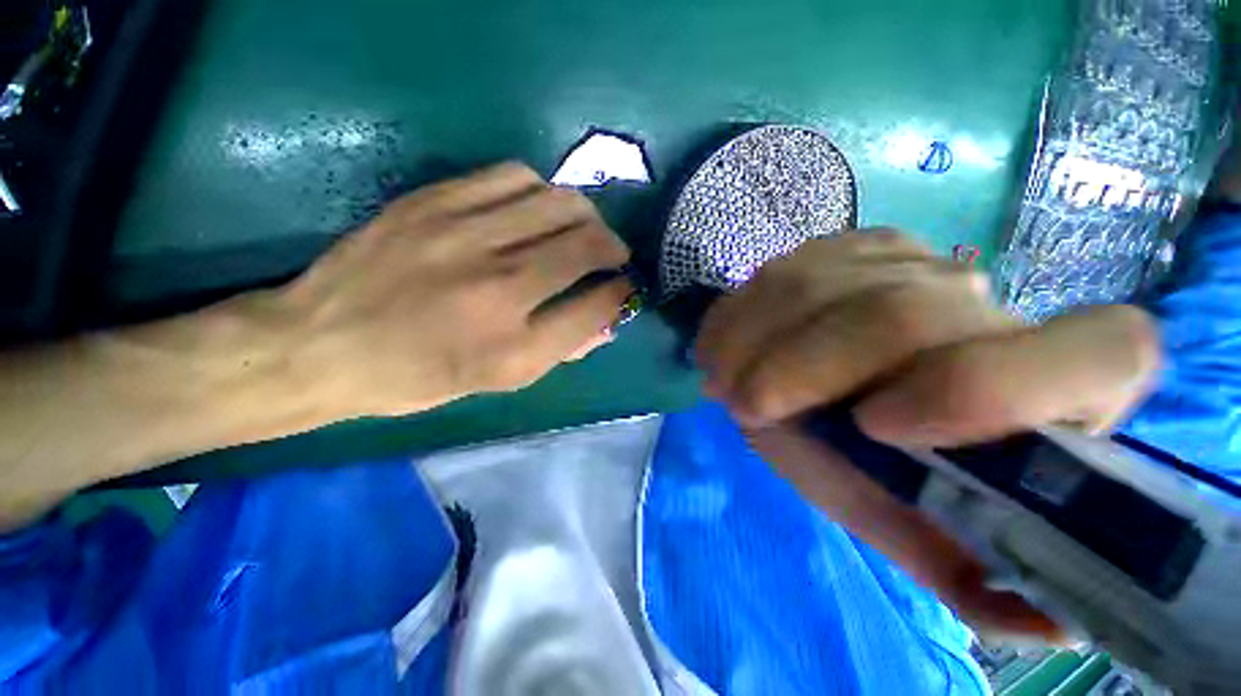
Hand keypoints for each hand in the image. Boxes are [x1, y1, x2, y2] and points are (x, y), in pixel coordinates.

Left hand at [278, 162, 632, 416]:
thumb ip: (560, 349)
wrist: (321, 345)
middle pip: (587, 244)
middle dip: (614, 248)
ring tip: (580, 230)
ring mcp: (464, 236)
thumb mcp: (497, 382)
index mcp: (514, 349)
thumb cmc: (417, 377)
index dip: (622, 292)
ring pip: (559, 202)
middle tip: (612, 255)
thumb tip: (607, 322)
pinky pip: (515, 176)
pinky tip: (536, 209)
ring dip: (584, 216)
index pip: (597, 306)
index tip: (625, 285)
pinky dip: (542, 191)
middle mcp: (498, 289)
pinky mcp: (435, 201)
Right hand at [695, 230, 1159, 638]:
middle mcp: (992, 304)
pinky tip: (727, 349)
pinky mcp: (851, 246)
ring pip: (820, 286)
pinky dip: (739, 316)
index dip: (988, 387)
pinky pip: (783, 272)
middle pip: (903, 313)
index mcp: (1061, 387)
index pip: (1104, 351)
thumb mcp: (914, 525)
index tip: (873, 426)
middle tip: (746, 408)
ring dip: (753, 341)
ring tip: (726, 384)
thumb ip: (967, 572)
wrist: (836, 390)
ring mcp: (912, 261)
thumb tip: (1044, 625)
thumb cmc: (885, 467)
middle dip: (805, 367)